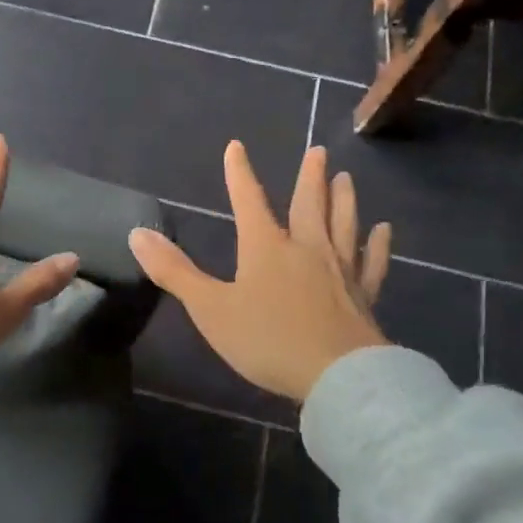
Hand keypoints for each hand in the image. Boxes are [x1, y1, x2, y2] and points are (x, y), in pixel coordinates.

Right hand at [129, 142, 392, 401]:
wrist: (337, 376)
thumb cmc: (267, 340)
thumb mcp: (210, 308)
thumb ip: (174, 271)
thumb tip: (138, 234)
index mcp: (266, 248)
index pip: (248, 200)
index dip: (239, 173)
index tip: (237, 146)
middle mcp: (306, 249)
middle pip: (308, 205)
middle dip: (309, 178)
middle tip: (317, 152)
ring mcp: (340, 271)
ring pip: (343, 226)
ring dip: (344, 200)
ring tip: (346, 179)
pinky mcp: (363, 297)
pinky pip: (372, 263)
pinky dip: (378, 246)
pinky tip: (384, 231)